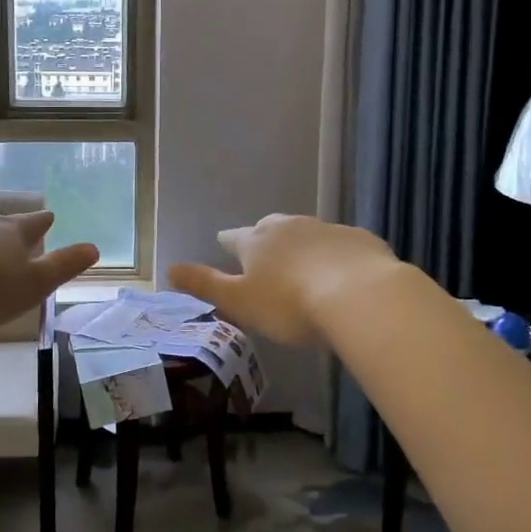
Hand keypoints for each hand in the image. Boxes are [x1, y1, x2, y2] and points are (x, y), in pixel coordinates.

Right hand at [167, 214, 400, 346]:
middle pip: (271, 228)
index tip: (224, 243)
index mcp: (257, 241)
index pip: (235, 238)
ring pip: (307, 233)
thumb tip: (169, 267)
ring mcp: (327, 229)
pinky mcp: (360, 239)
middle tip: (264, 253)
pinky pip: (341, 244)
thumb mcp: (240, 302)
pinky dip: (336, 255)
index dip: (228, 243)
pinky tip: (343, 272)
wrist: (361, 296)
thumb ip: (206, 285)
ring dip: (302, 245)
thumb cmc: (291, 304)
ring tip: (303, 265)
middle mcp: (289, 227)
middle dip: (265, 238)